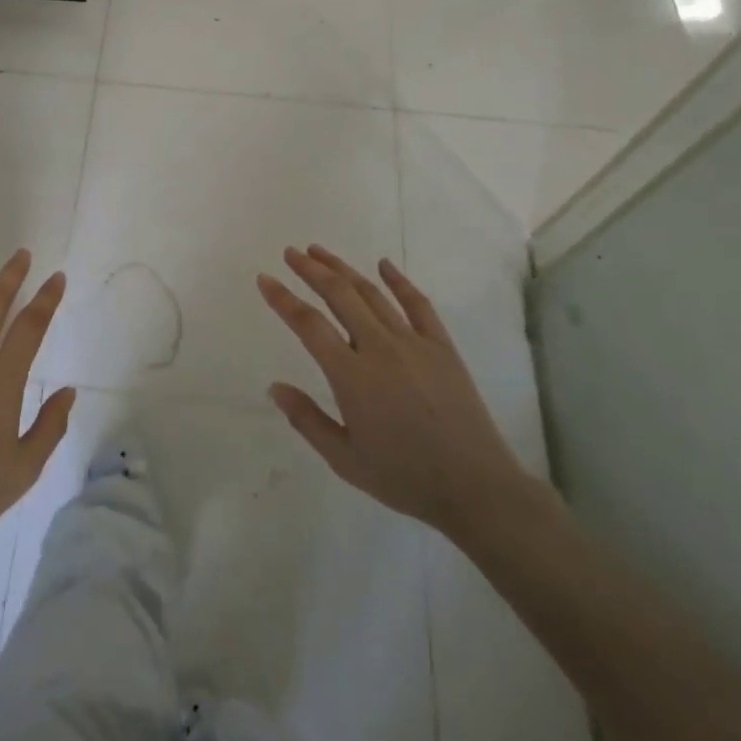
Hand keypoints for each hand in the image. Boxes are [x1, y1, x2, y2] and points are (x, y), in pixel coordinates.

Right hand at [257, 245, 539, 546]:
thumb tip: (275, 387)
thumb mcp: (345, 459)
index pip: (308, 325)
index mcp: (352, 376)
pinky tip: (383, 264)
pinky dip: (399, 280)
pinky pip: (418, 304)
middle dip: (311, 270)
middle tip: (290, 253)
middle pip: (339, 295)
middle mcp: (379, 348)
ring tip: (320, 252)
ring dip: (343, 269)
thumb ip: (307, 420)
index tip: (264, 278)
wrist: (476, 488)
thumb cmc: (404, 477)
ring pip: (372, 294)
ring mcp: (414, 343)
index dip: (283, 299)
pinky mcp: (442, 347)